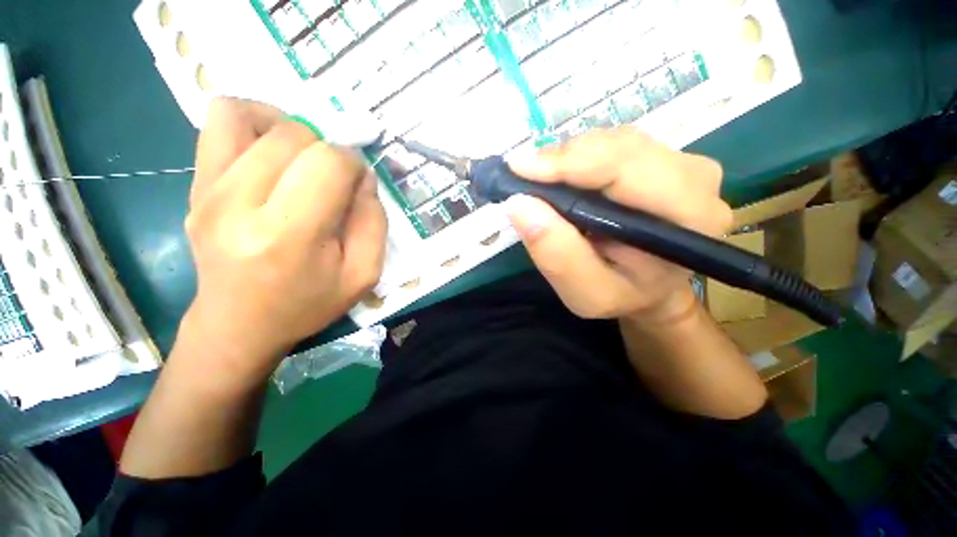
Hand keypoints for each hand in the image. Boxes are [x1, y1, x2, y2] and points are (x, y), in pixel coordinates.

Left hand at [182, 98, 386, 380]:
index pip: (328, 163)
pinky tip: (271, 150)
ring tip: (303, 159)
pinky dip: (253, 121)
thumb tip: (363, 177)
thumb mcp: (363, 275)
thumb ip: (374, 222)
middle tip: (333, 179)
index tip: (357, 187)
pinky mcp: (195, 185)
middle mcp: (239, 204)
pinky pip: (219, 122)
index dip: (354, 165)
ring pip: (251, 116)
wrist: (239, 324)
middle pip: (294, 135)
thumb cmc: (307, 304)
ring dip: (291, 129)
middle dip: (327, 149)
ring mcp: (208, 191)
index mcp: (289, 235)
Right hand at [505, 128, 729, 324]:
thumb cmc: (622, 296)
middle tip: (523, 177)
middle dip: (563, 160)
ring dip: (568, 158)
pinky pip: (612, 144)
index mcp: (689, 217)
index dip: (568, 164)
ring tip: (540, 181)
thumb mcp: (586, 293)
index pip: (625, 169)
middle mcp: (695, 179)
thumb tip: (519, 204)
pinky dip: (578, 157)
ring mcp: (682, 162)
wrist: (651, 289)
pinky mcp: (663, 158)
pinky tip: (562, 178)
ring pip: (612, 141)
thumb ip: (557, 255)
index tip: (519, 168)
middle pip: (618, 147)